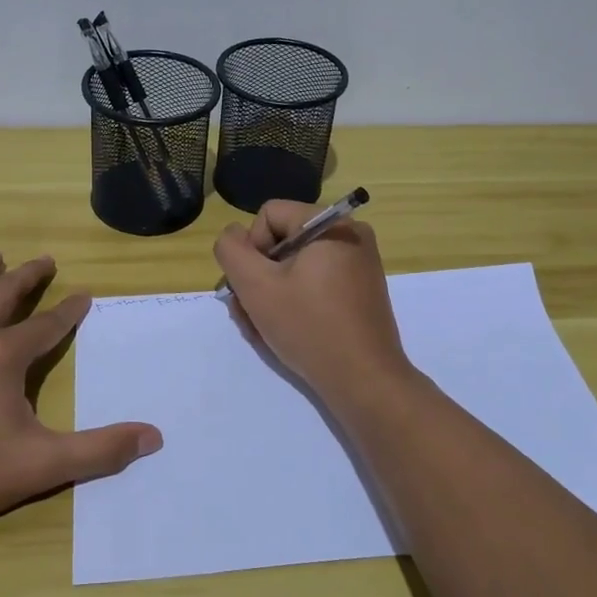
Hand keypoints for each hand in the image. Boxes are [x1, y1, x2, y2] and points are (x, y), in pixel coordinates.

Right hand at [213, 201, 415, 410]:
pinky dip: (294, 303)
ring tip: (260, 330)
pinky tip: (282, 332)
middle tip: (248, 314)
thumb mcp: (256, 286)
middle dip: (257, 277)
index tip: (254, 286)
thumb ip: (232, 250)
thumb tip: (233, 236)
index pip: (269, 215)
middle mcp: (350, 236)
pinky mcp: (359, 292)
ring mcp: (358, 266)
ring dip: (270, 295)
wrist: (364, 381)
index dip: (251, 248)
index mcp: (331, 224)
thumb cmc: (309, 327)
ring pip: (294, 268)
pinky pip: (315, 284)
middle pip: (281, 242)